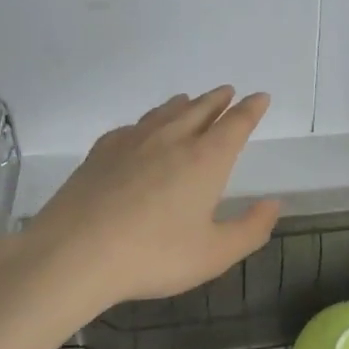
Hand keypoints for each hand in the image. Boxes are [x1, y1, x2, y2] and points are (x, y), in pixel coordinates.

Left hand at [21, 87, 281, 312]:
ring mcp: (134, 141)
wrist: (75, 253)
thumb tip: (274, 203)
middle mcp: (173, 139)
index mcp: (206, 159)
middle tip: (228, 92)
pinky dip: (148, 121)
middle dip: (218, 100)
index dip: (251, 109)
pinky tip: (142, 130)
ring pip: (166, 112)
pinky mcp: (102, 151)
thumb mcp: (214, 254)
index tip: (260, 97)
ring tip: (190, 100)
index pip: (236, 124)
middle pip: (201, 109)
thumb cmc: (153, 255)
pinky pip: (134, 126)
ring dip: (184, 104)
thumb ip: (250, 229)